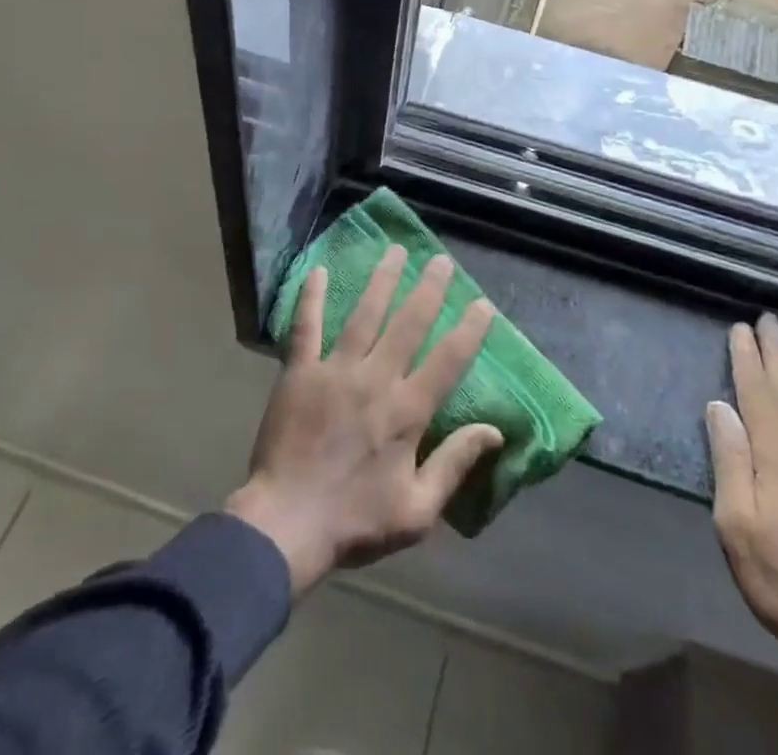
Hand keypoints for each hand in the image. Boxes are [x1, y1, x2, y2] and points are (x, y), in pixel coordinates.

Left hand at [226, 249, 501, 595]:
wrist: (283, 527)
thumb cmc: (354, 523)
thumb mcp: (417, 512)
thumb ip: (455, 464)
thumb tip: (494, 431)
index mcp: (406, 411)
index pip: (448, 360)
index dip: (469, 330)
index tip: (483, 304)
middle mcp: (375, 379)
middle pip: (409, 323)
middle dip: (428, 289)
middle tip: (441, 260)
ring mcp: (335, 370)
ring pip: (365, 314)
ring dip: (382, 280)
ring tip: (395, 251)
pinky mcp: (300, 372)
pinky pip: (306, 327)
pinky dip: (312, 298)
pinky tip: (319, 271)